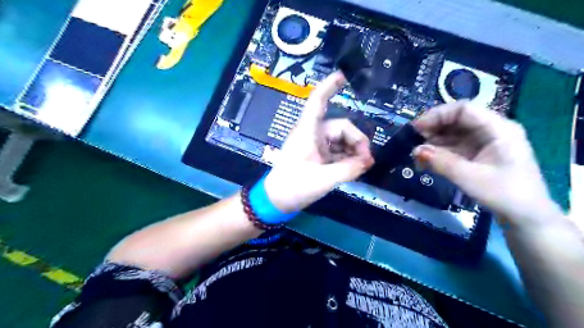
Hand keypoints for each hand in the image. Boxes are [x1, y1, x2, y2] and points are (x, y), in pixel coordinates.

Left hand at [264, 71, 372, 212]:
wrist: (276, 201)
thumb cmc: (293, 186)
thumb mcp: (323, 179)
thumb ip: (348, 169)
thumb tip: (369, 161)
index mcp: (308, 132)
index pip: (317, 102)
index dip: (329, 86)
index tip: (343, 75)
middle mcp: (312, 134)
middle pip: (341, 128)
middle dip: (357, 142)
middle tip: (366, 161)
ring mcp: (315, 146)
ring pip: (341, 141)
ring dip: (353, 151)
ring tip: (361, 167)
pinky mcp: (317, 156)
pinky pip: (337, 152)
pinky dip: (347, 158)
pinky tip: (354, 169)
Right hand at [413, 101, 557, 226]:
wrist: (526, 217)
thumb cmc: (505, 195)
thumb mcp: (471, 178)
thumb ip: (442, 162)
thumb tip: (416, 150)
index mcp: (498, 129)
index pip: (464, 109)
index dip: (437, 115)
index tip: (417, 128)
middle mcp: (491, 130)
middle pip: (457, 119)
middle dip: (433, 128)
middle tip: (413, 141)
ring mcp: (485, 142)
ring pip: (454, 133)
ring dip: (434, 142)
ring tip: (417, 155)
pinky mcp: (478, 153)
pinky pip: (455, 146)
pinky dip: (440, 152)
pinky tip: (426, 161)